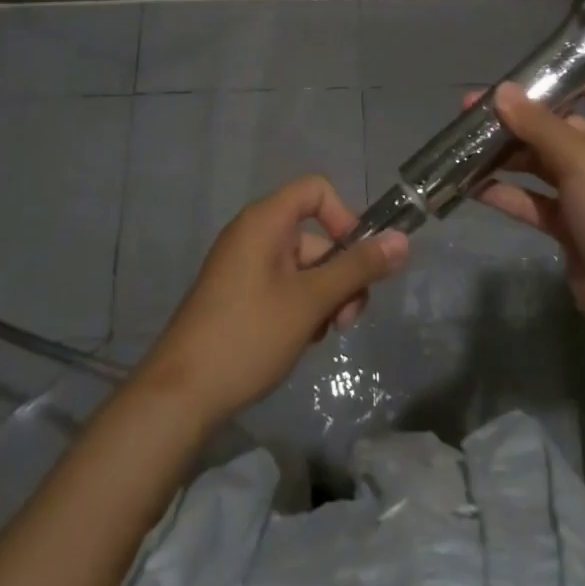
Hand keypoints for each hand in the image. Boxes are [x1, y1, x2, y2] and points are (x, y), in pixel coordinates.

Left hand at [134, 175, 408, 426]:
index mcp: (264, 221)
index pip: (316, 190)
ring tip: (319, 337)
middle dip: (341, 276)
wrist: (181, 394)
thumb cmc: (248, 335)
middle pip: (317, 237)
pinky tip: (301, 341)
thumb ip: (358, 268)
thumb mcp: (311, 301)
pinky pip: (285, 288)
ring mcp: (245, 267)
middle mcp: (254, 235)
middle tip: (345, 321)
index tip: (357, 259)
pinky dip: (302, 309)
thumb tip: (403, 240)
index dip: (344, 217)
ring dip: (325, 299)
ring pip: (306, 269)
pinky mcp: (241, 296)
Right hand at [471, 77, 584, 369]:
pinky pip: (531, 200)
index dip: (569, 74)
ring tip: (463, 144)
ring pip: (539, 163)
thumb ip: (540, 125)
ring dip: (505, 154)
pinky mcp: (567, 225)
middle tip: (471, 109)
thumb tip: (502, 91)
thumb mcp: (584, 161)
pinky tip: (471, 186)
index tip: (524, 69)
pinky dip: (505, 193)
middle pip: (558, 125)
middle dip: (517, 116)